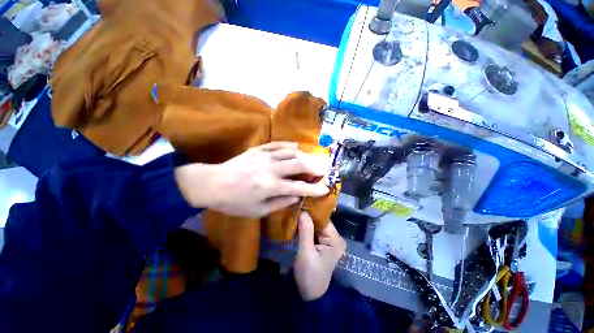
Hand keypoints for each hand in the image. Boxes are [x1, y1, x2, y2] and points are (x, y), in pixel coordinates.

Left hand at [175, 142, 329, 217]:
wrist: (212, 183)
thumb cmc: (234, 202)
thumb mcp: (257, 211)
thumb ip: (280, 203)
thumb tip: (296, 198)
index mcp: (270, 186)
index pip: (299, 187)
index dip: (314, 189)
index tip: (325, 189)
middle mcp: (271, 169)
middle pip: (299, 164)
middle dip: (314, 167)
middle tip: (323, 170)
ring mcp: (265, 156)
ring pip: (291, 152)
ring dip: (305, 156)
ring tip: (312, 160)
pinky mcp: (258, 149)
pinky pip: (278, 144)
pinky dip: (289, 145)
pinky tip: (297, 147)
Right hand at [294, 212, 345, 300]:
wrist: (309, 295)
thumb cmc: (309, 275)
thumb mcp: (306, 253)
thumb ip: (305, 231)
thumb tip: (303, 211)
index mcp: (335, 240)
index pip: (323, 219)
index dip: (312, 211)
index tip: (301, 202)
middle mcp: (334, 238)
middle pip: (320, 221)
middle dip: (308, 215)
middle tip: (295, 206)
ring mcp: (328, 241)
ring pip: (315, 225)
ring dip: (305, 221)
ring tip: (295, 211)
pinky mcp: (321, 243)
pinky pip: (313, 231)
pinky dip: (305, 227)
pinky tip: (297, 221)